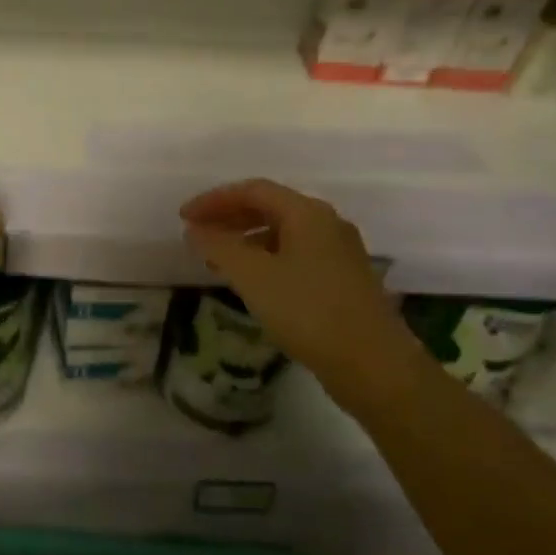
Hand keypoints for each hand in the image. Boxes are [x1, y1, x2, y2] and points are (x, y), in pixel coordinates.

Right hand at [180, 178, 427, 411]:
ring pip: (283, 233)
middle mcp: (327, 224)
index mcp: (308, 213)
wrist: (371, 363)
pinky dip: (265, 258)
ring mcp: (338, 252)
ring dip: (246, 239)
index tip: (184, 217)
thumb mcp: (253, 276)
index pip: (253, 191)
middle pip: (270, 207)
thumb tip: (195, 229)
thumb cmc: (308, 311)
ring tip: (217, 259)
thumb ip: (219, 247)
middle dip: (229, 217)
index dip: (214, 200)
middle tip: (197, 234)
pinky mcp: (342, 279)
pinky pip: (295, 254)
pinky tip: (252, 281)